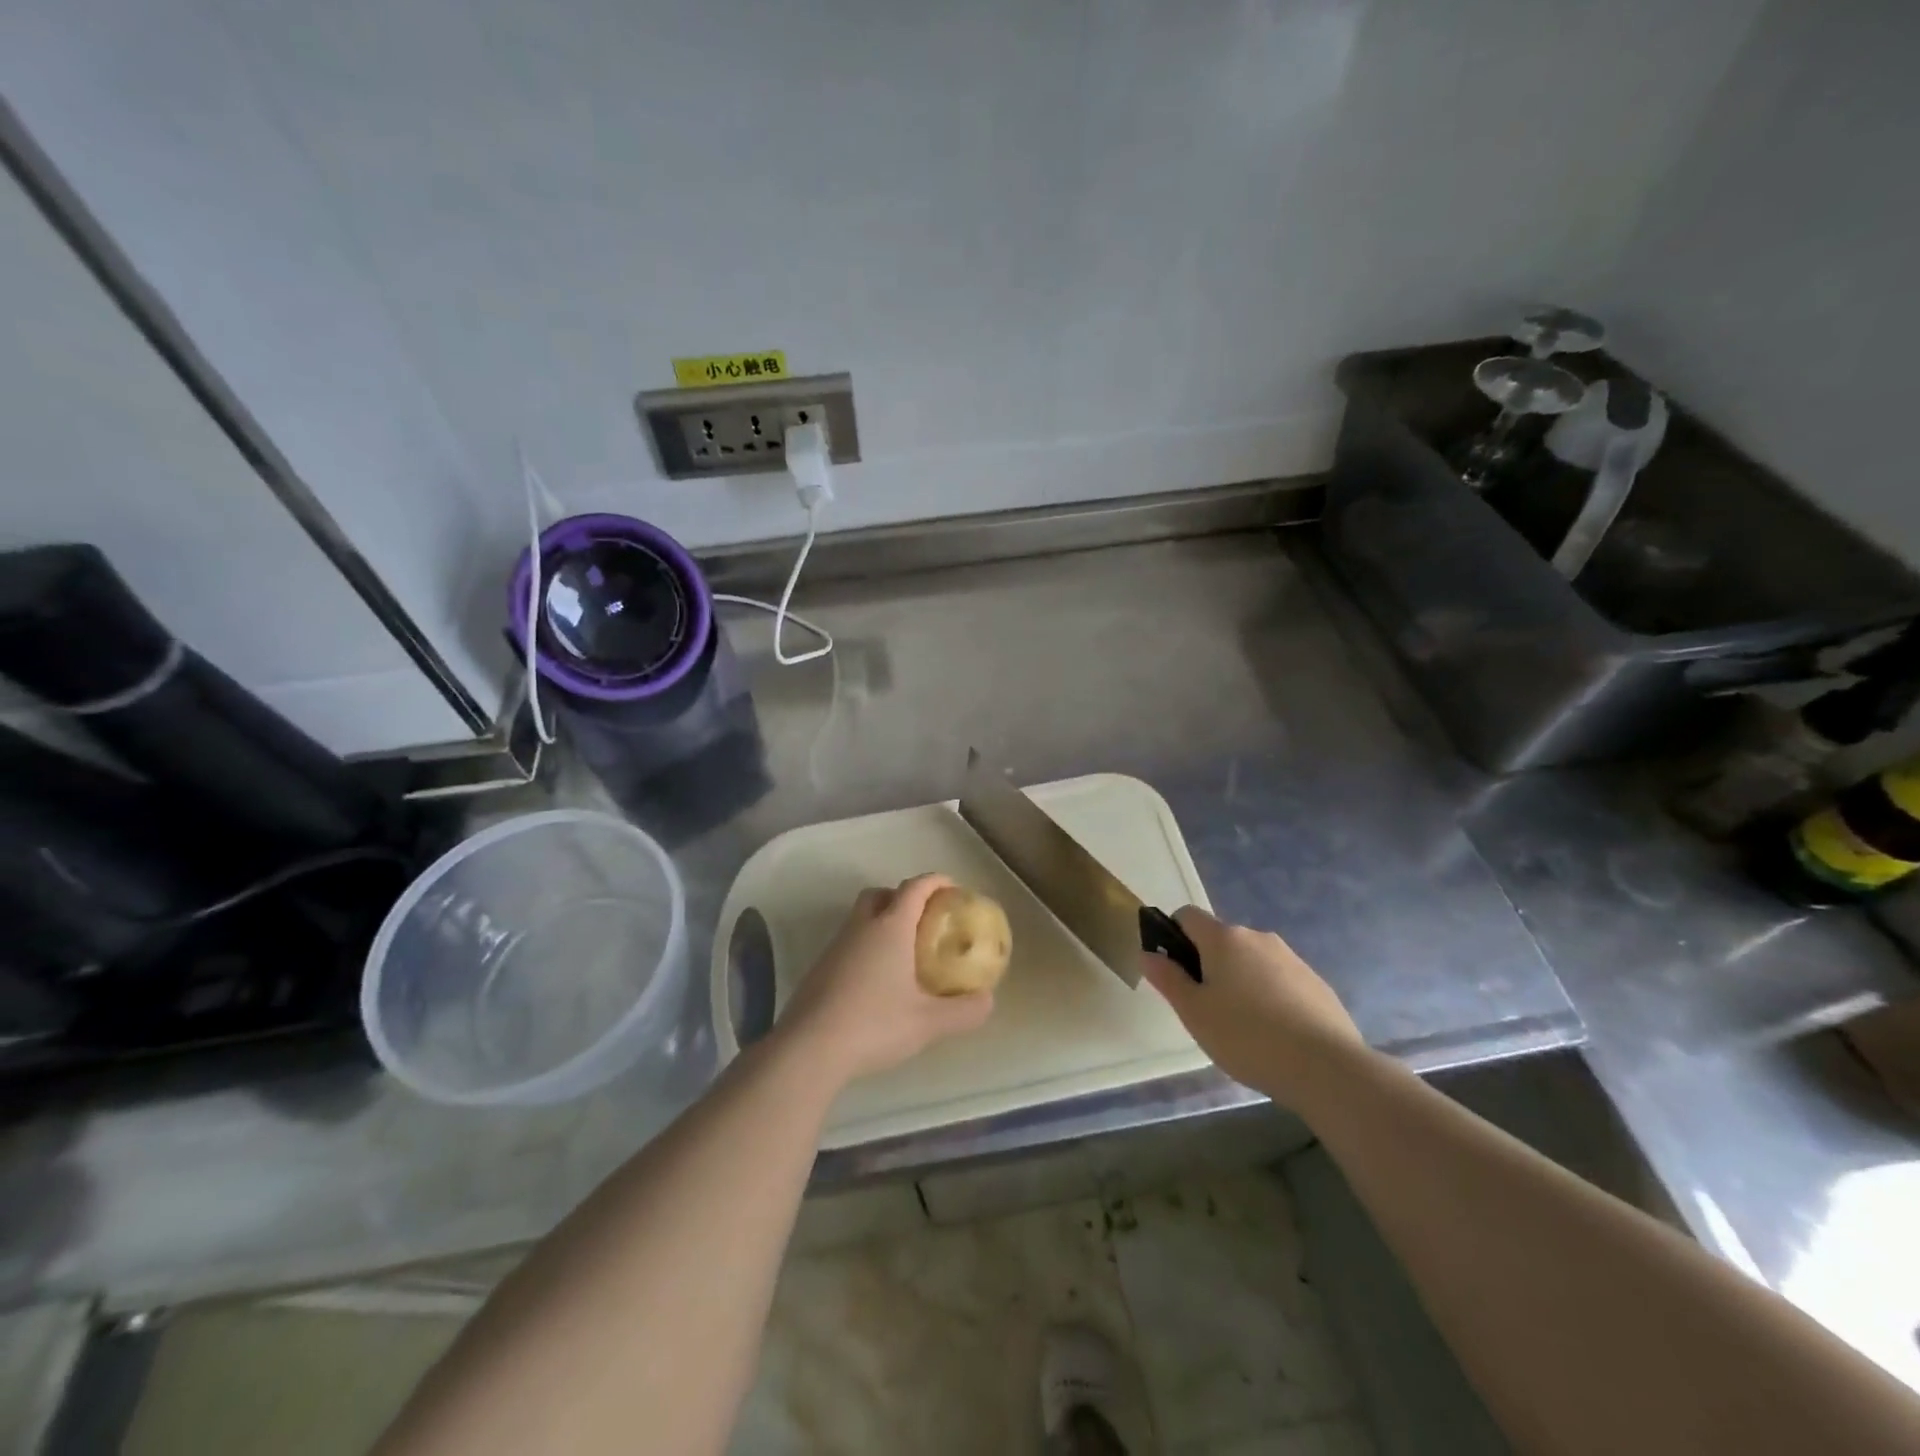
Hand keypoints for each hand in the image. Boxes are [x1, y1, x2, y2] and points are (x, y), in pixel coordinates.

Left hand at [777, 873, 995, 1086]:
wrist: (809, 1048)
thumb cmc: (874, 1025)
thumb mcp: (928, 1023)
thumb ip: (964, 1011)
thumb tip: (988, 1000)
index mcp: (890, 928)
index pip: (914, 888)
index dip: (935, 882)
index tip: (952, 888)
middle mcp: (860, 928)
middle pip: (880, 895)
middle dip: (902, 897)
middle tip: (923, 919)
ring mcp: (835, 947)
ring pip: (860, 918)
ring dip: (881, 922)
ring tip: (903, 953)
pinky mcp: (819, 969)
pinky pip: (848, 943)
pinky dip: (865, 947)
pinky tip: (876, 981)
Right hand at [1142, 906, 1362, 1109]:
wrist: (1327, 1068)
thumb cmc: (1247, 1037)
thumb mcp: (1194, 1013)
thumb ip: (1168, 979)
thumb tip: (1149, 954)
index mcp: (1223, 938)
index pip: (1188, 916)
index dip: (1173, 936)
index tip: (1174, 972)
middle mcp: (1258, 937)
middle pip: (1221, 940)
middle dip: (1208, 965)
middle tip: (1205, 1009)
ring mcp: (1291, 958)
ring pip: (1252, 961)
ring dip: (1240, 981)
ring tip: (1243, 1028)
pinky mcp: (1316, 983)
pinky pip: (1280, 980)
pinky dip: (1270, 997)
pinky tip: (1275, 1035)